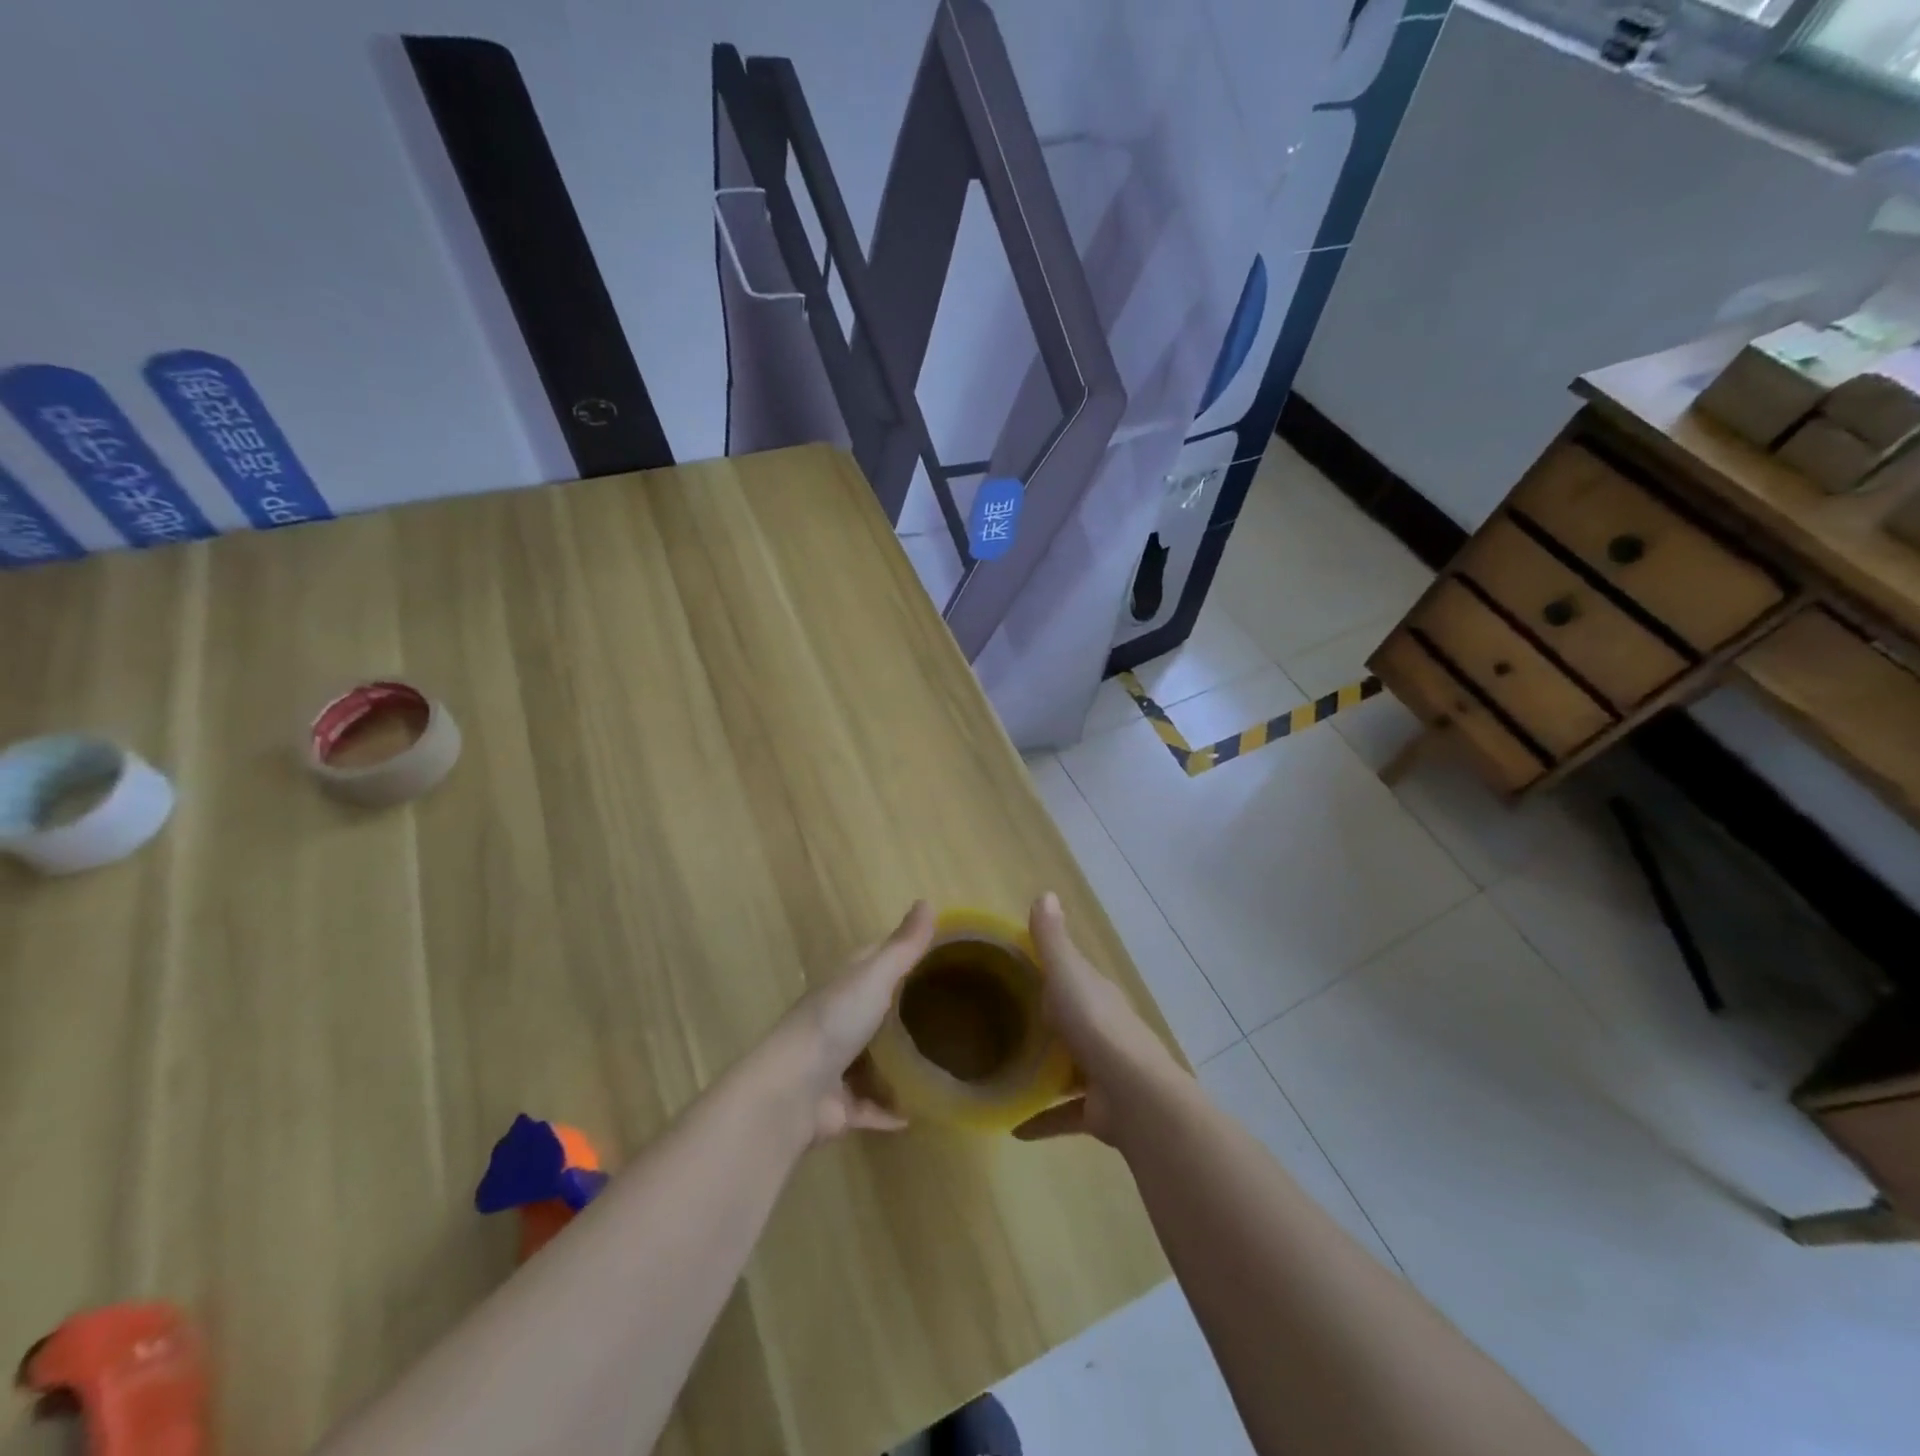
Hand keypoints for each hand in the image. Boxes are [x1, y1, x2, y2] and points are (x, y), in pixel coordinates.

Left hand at [766, 900, 934, 1143]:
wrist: (791, 1091)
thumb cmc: (834, 1022)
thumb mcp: (874, 976)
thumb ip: (903, 946)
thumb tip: (928, 901)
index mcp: (844, 985)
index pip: (874, 960)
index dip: (901, 955)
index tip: (937, 955)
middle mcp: (839, 1021)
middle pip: (876, 1011)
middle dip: (905, 1011)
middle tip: (951, 1013)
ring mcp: (837, 1065)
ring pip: (874, 1061)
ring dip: (898, 1065)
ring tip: (940, 1063)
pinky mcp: (840, 1107)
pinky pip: (871, 1107)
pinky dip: (890, 1110)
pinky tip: (917, 1115)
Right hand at [1013, 893, 1184, 1146]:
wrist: (1134, 1096)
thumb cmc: (1096, 1026)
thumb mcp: (1067, 976)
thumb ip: (1052, 941)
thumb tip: (1045, 893)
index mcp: (1094, 994)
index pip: (1070, 974)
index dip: (1047, 968)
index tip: (1011, 967)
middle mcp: (1100, 1029)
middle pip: (1068, 1020)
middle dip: (1043, 1020)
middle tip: (998, 1022)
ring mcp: (1101, 1071)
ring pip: (1067, 1066)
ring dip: (1042, 1069)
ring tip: (1002, 1071)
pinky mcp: (1097, 1110)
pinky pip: (1063, 1113)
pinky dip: (1041, 1119)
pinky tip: (1013, 1126)